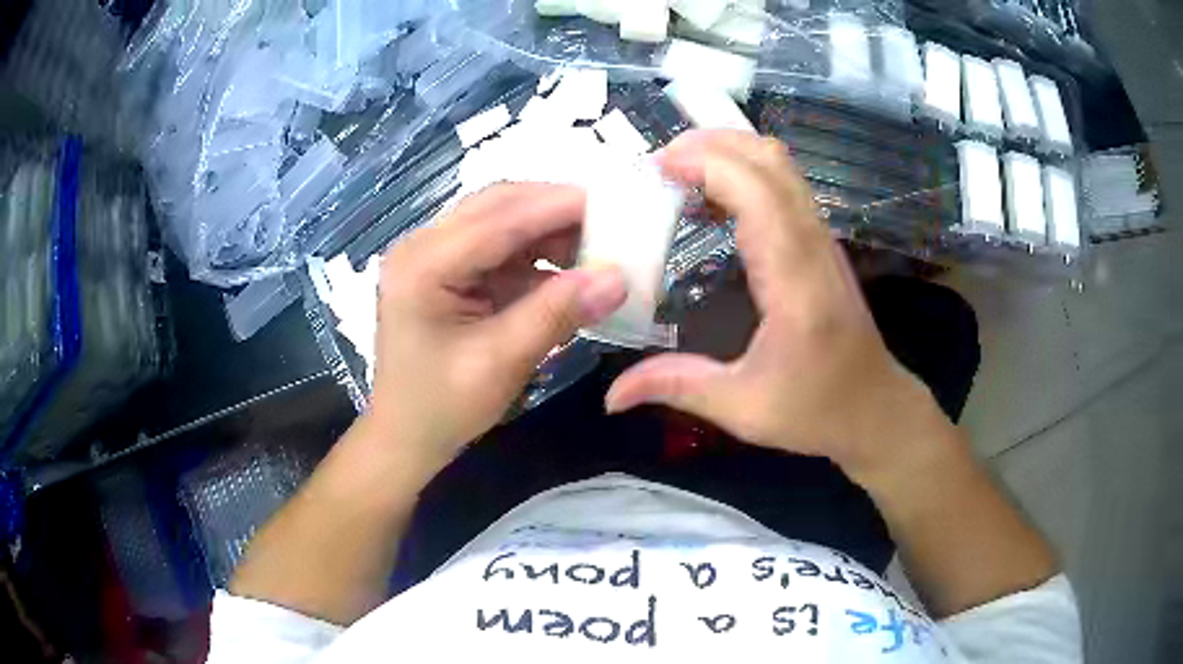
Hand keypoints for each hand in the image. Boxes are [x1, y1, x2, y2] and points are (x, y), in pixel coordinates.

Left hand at [368, 183, 625, 472]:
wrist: (405, 435)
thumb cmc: (442, 407)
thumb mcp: (501, 362)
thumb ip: (557, 313)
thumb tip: (618, 278)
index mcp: (423, 265)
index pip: (498, 219)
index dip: (558, 207)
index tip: (614, 204)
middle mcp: (423, 246)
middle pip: (497, 206)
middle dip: (555, 210)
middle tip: (611, 221)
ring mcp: (434, 255)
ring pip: (500, 220)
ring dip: (548, 229)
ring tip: (597, 245)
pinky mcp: (449, 269)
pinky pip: (499, 246)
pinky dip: (536, 252)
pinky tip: (568, 267)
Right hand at [605, 130, 953, 482]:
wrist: (875, 410)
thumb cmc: (816, 411)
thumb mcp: (744, 408)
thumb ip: (678, 387)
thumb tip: (612, 395)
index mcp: (796, 283)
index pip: (758, 195)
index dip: (708, 165)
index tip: (657, 167)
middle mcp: (814, 247)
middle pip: (772, 162)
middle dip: (713, 144)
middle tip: (659, 163)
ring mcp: (822, 240)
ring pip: (782, 166)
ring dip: (730, 152)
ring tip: (679, 171)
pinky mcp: (820, 244)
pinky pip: (785, 186)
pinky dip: (745, 172)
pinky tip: (712, 199)